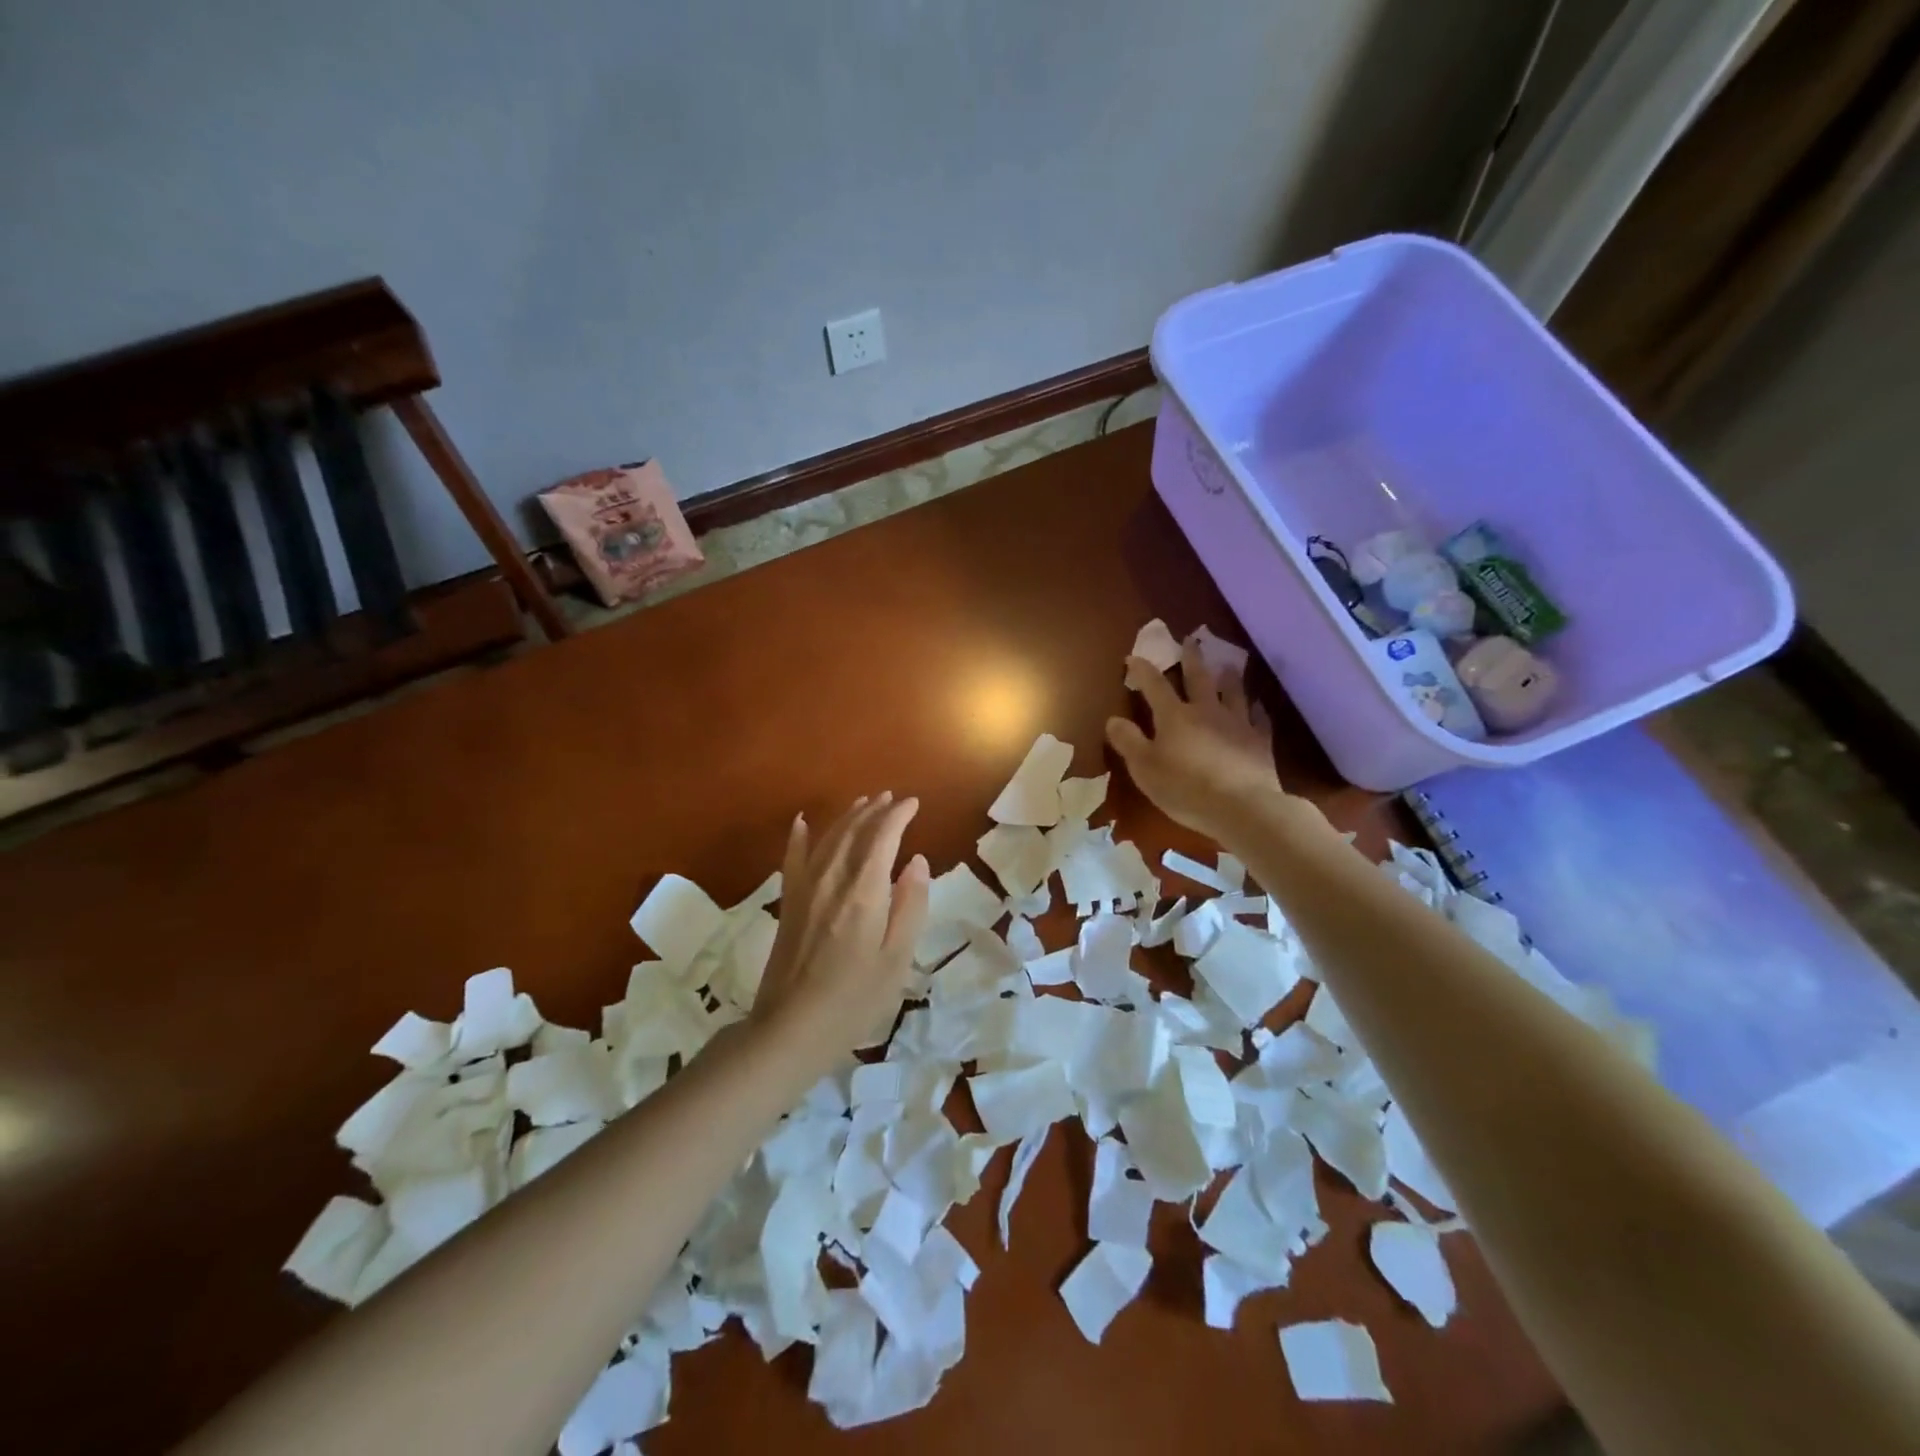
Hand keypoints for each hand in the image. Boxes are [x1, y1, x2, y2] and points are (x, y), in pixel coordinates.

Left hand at [752, 793, 929, 1060]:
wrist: (790, 1029)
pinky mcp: (788, 903)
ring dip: (847, 817)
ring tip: (864, 803)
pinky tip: (802, 821)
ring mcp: (805, 889)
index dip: (898, 815)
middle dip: (874, 810)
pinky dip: (799, 837)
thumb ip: (910, 906)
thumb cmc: (854, 1000)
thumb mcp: (896, 959)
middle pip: (854, 831)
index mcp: (864, 892)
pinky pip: (792, 858)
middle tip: (892, 798)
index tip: (913, 804)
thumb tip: (917, 861)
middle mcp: (832, 879)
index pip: (883, 837)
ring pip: (828, 838)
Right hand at [1107, 642, 1290, 842]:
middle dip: (1192, 658)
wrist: (1242, 807)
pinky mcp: (1260, 742)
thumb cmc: (1185, 788)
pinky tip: (1258, 707)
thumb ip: (1128, 742)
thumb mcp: (1145, 769)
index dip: (1143, 670)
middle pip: (1199, 678)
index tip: (1134, 656)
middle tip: (1191, 640)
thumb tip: (1113, 719)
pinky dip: (1257, 710)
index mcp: (1175, 716)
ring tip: (1228, 666)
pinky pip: (1259, 719)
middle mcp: (1207, 711)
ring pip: (1233, 693)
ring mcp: (1237, 724)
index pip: (1155, 686)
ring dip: (1229, 678)